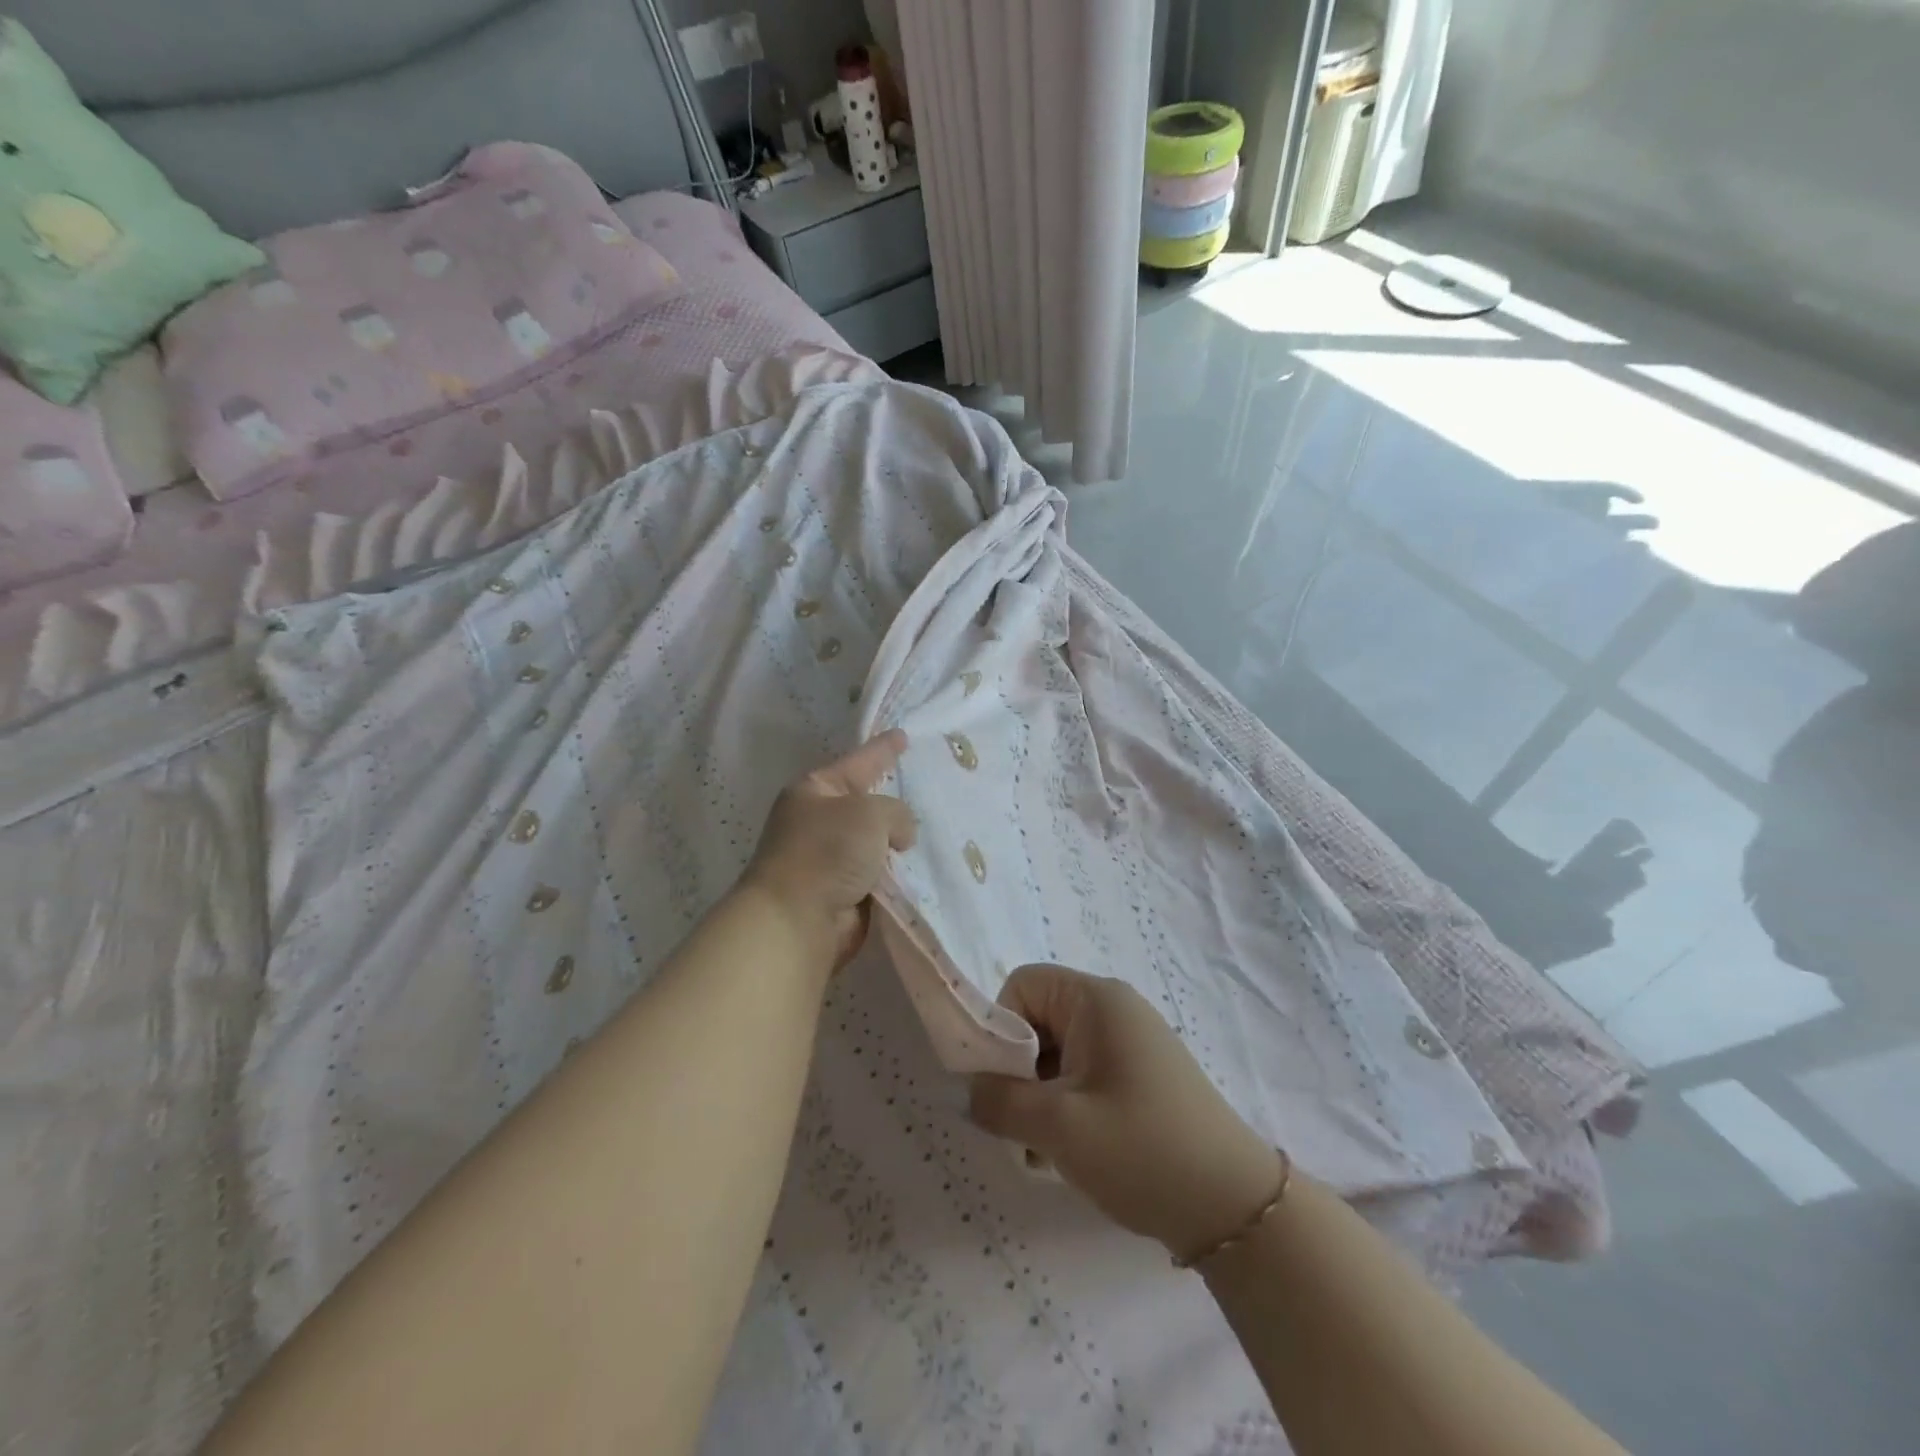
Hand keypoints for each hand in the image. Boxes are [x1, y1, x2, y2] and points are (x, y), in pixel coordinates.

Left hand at [740, 730, 917, 973]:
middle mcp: (818, 821)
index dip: (882, 749)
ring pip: (875, 842)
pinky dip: (896, 874)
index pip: (857, 762)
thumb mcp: (870, 813)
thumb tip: (899, 837)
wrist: (797, 920)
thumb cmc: (828, 851)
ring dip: (898, 844)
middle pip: (865, 804)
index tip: (902, 735)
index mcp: (814, 790)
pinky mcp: (841, 893)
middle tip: (926, 787)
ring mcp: (829, 859)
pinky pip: (878, 875)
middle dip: (892, 800)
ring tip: (935, 832)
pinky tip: (923, 869)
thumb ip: (896, 812)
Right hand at [969, 965, 1283, 1263]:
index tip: (1003, 1084)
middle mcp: (1114, 1008)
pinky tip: (1074, 1152)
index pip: (1022, 986)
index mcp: (1096, 999)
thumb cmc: (1142, 1150)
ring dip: (1041, 1096)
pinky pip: (1085, 1074)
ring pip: (1058, 1053)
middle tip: (1021, 1125)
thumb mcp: (1058, 1127)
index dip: (1001, 1029)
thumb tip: (964, 1089)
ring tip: (1047, 1149)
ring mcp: (1131, 1042)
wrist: (1236, 1208)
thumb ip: (999, 1102)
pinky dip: (1068, 1106)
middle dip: (1019, 1071)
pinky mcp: (1142, 1076)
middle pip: (1039, 1019)